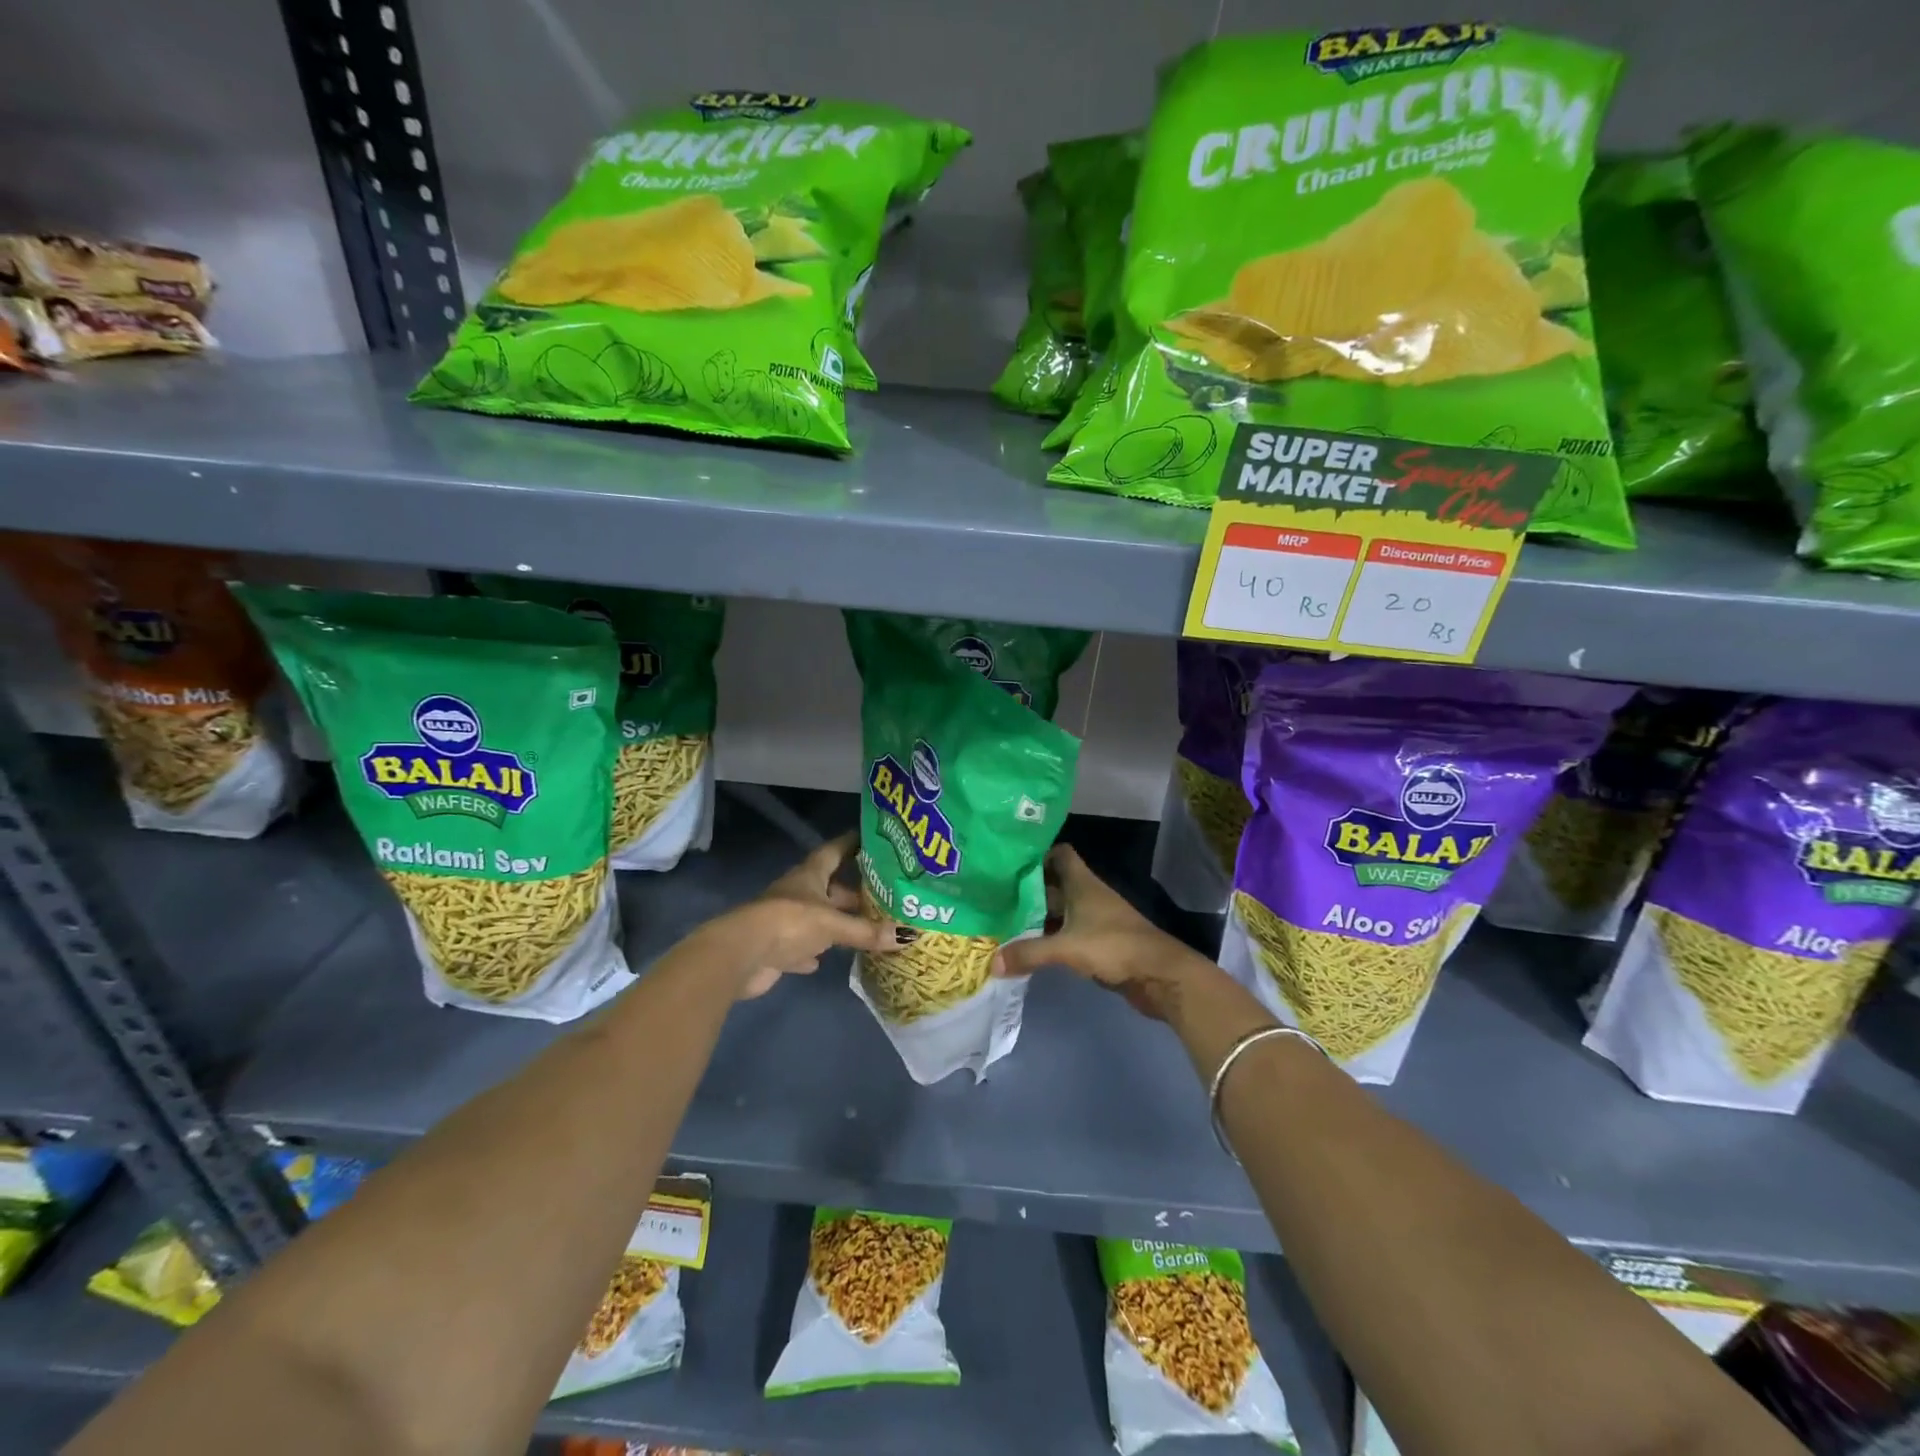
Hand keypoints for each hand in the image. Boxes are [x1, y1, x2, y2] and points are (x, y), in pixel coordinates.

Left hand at [713, 832, 903, 999]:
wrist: (741, 955)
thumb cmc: (789, 923)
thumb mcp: (832, 924)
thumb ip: (866, 931)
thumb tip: (906, 936)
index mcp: (809, 876)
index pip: (833, 851)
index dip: (850, 843)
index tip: (869, 838)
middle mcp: (797, 894)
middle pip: (828, 888)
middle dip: (851, 892)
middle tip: (882, 896)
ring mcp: (784, 921)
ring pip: (817, 918)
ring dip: (836, 922)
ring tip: (865, 927)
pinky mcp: (777, 949)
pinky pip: (802, 947)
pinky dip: (814, 951)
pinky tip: (825, 961)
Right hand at [991, 845, 1213, 1021]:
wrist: (1159, 974)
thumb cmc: (1113, 946)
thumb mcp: (1066, 947)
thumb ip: (1029, 953)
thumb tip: (992, 962)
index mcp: (1082, 883)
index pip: (1059, 854)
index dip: (1037, 855)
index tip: (1009, 864)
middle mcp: (1087, 895)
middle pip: (1054, 884)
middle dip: (1027, 890)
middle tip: (995, 897)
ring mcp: (1094, 919)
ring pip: (1059, 911)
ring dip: (1037, 916)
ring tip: (1004, 922)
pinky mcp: (1098, 943)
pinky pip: (1067, 934)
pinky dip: (1049, 938)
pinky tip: (1028, 949)